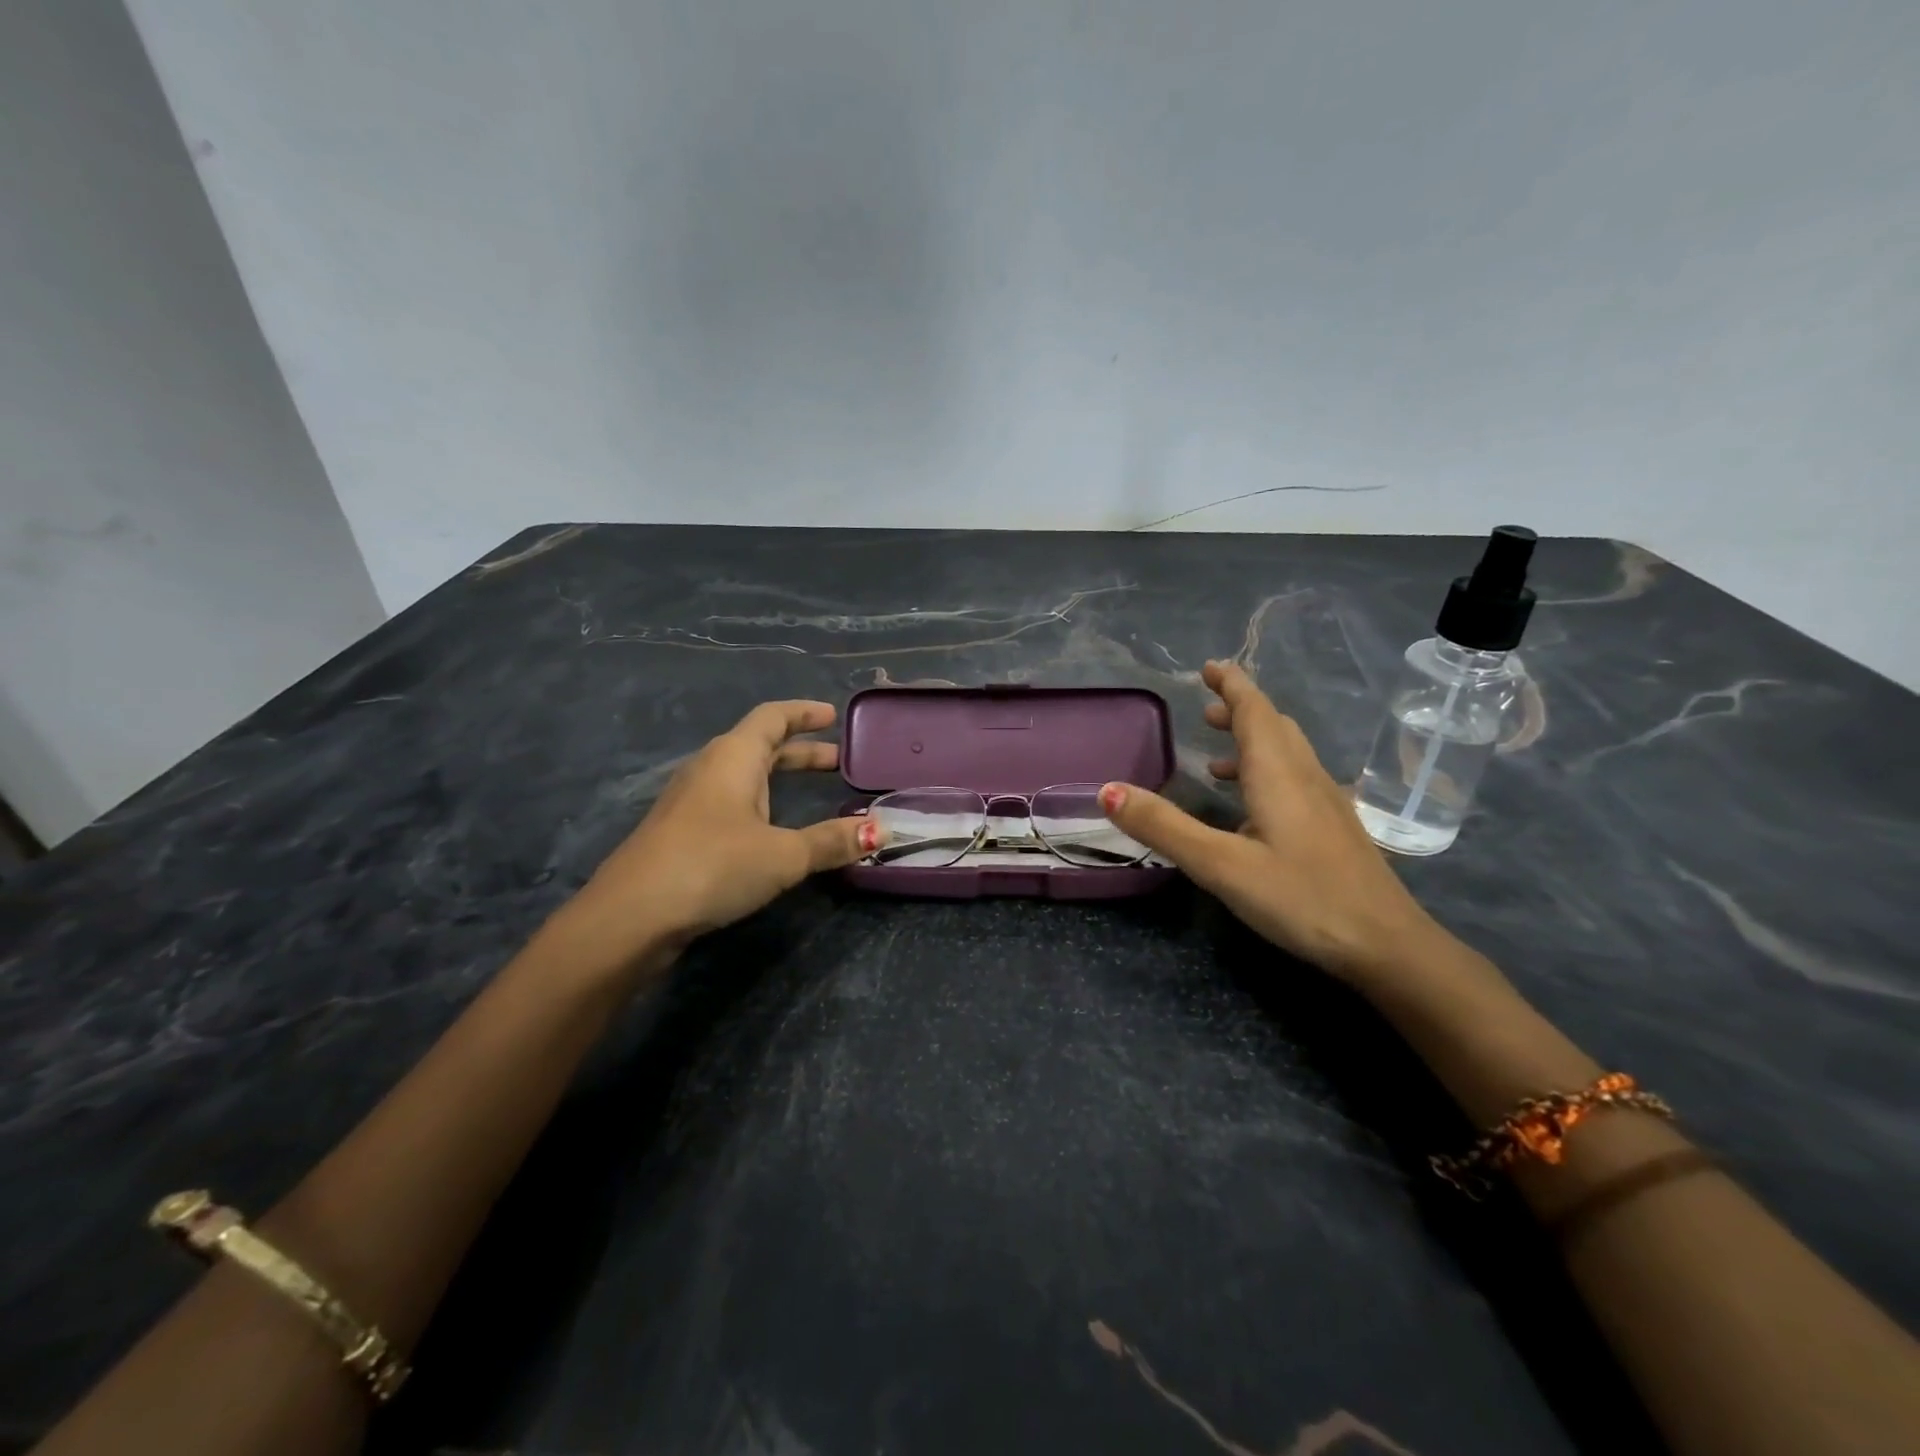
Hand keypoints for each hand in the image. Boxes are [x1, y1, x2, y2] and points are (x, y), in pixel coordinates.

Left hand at [553, 701, 877, 973]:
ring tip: (810, 794)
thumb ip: (831, 841)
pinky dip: (760, 804)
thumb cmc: (713, 865)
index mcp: (733, 757)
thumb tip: (880, 831)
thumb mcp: (783, 854)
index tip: (833, 716)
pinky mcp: (681, 833)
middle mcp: (709, 770)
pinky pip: (730, 803)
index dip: (804, 713)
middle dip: (800, 752)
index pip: (772, 717)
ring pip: (743, 777)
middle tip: (837, 762)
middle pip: (759, 746)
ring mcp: (690, 802)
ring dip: (779, 779)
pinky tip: (770, 832)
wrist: (630, 916)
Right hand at [1100, 661, 1442, 982]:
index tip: (1210, 666)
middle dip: (1240, 710)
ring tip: (1217, 757)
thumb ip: (1164, 827)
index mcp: (1278, 774)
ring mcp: (1328, 802)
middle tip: (1206, 709)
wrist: (1386, 946)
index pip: (1254, 711)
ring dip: (1254, 742)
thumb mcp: (1220, 866)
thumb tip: (1107, 790)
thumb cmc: (1301, 898)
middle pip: (1274, 726)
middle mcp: (1306, 777)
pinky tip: (1253, 809)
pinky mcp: (1336, 828)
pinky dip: (1268, 772)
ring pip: (1289, 753)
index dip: (1232, 685)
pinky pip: (1297, 779)